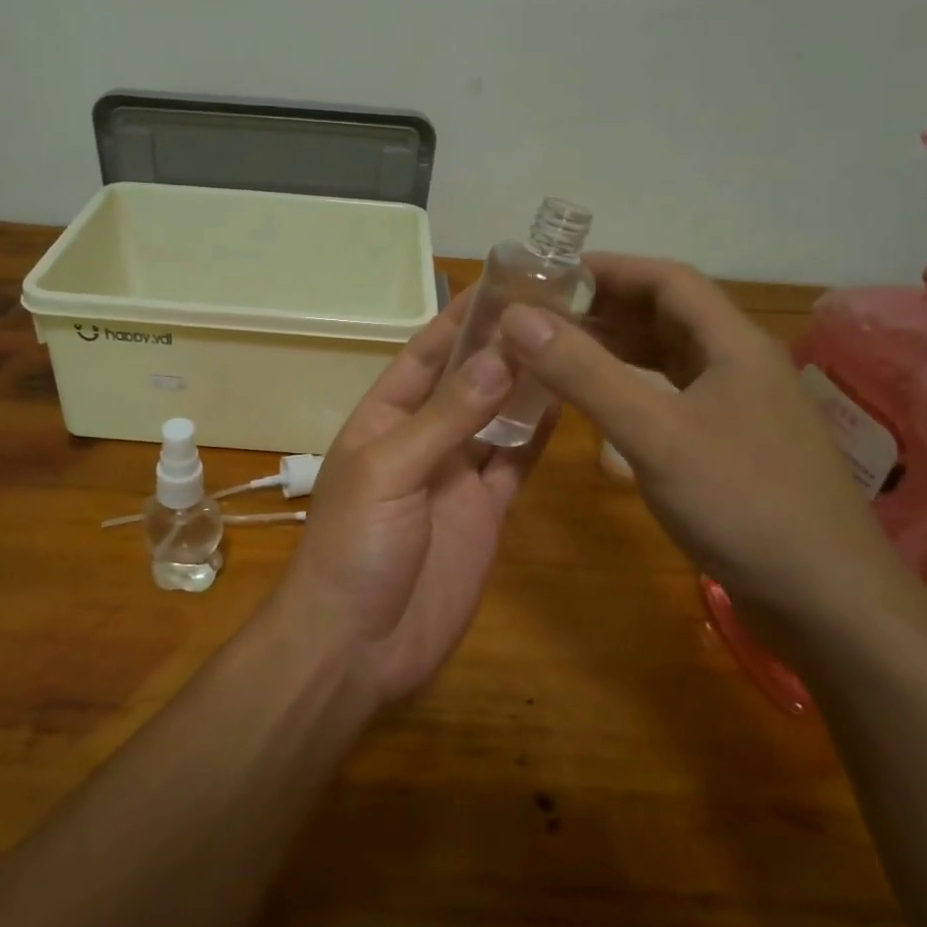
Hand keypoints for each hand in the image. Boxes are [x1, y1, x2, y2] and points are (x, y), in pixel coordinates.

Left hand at [272, 294, 552, 707]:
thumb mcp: (390, 470)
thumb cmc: (354, 546)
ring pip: (498, 416)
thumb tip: (500, 355)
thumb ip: (445, 416)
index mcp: (384, 418)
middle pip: (468, 379)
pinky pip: (516, 462)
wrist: (357, 645)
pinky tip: (570, 400)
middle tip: (556, 303)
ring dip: (527, 382)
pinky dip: (538, 434)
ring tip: (572, 340)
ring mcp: (458, 475)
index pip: (425, 353)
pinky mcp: (488, 511)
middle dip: (502, 343)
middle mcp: (423, 438)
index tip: (503, 281)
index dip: (459, 318)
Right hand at [496, 255, 911, 644]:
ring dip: (618, 348)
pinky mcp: (734, 446)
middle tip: (543, 315)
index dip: (608, 268)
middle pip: (668, 315)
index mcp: (733, 344)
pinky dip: (634, 388)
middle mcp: (741, 365)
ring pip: (671, 357)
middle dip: (606, 307)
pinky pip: (674, 396)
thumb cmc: (741, 503)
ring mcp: (741, 407)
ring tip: (561, 351)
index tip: (550, 274)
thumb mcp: (653, 433)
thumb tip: (518, 318)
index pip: (667, 279)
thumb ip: (584, 373)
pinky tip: (603, 405)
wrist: (828, 601)